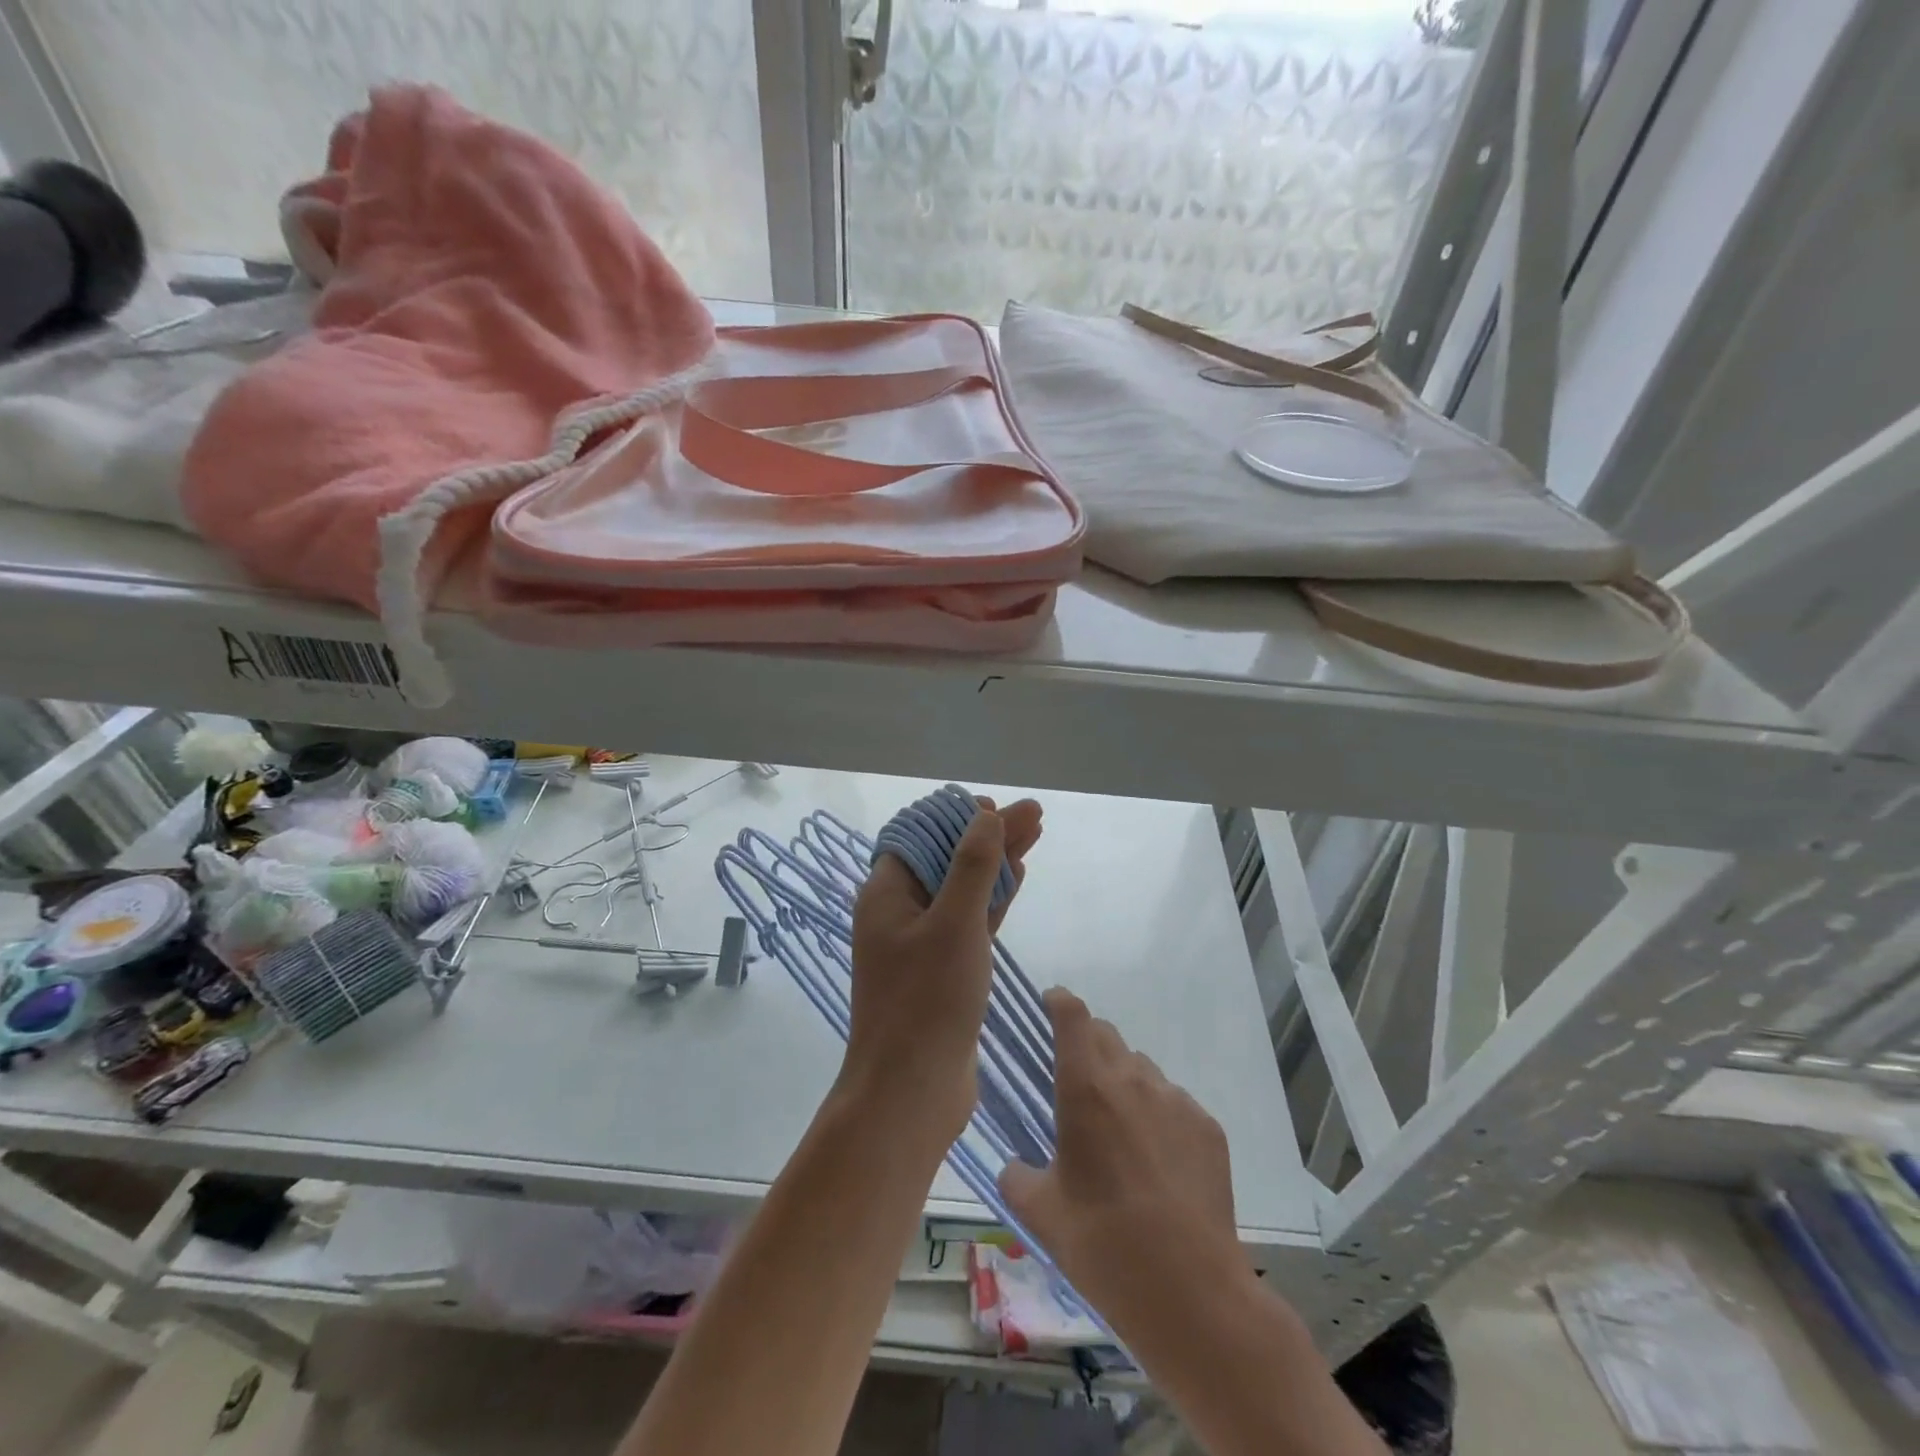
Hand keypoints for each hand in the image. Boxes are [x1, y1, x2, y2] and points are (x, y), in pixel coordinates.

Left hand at [843, 796, 1042, 1145]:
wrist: (911, 1093)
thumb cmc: (926, 1001)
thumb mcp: (954, 924)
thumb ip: (972, 866)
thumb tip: (985, 815)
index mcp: (886, 894)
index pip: (922, 836)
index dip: (959, 817)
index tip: (997, 806)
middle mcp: (900, 912)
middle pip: (947, 859)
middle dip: (989, 835)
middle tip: (1034, 816)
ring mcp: (922, 943)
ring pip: (963, 889)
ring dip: (996, 863)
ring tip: (1034, 835)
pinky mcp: (944, 970)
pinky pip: (970, 921)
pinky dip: (993, 899)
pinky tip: (1016, 878)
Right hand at [1000, 989, 1249, 1328]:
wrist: (1190, 1291)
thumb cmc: (1103, 1244)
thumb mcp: (1041, 1214)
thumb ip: (1017, 1177)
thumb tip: (1014, 1166)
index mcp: (1085, 1087)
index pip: (1072, 1015)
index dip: (1059, 1001)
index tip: (1049, 1003)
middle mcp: (1132, 1079)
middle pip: (1106, 1035)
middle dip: (1087, 1045)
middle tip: (1077, 1084)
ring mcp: (1175, 1100)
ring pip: (1141, 1070)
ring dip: (1123, 1083)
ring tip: (1120, 1135)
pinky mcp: (1207, 1127)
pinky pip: (1174, 1103)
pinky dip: (1158, 1116)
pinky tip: (1157, 1164)